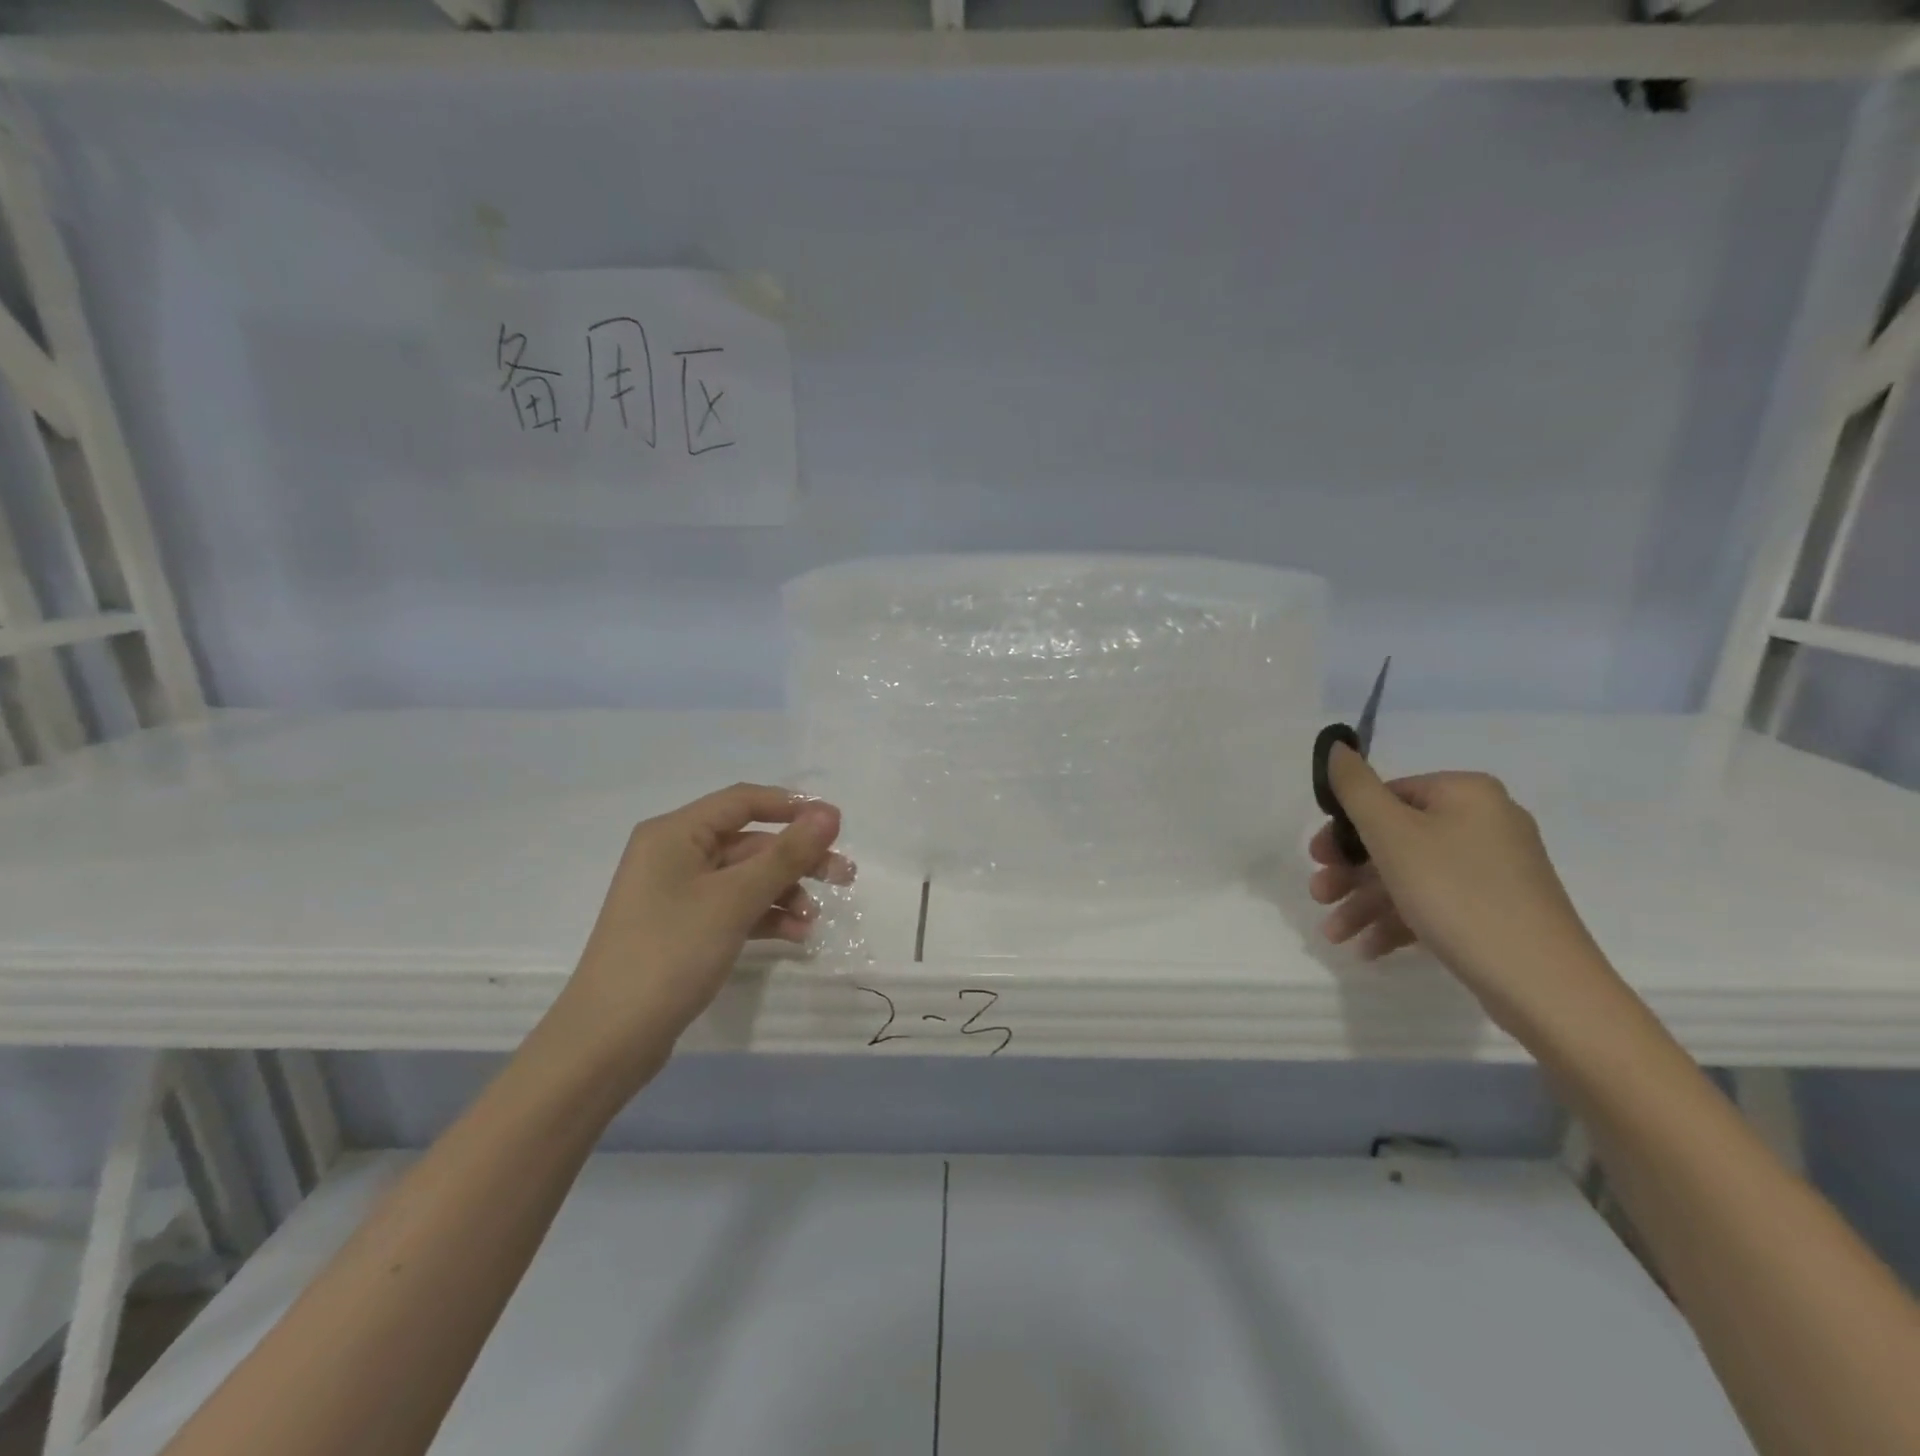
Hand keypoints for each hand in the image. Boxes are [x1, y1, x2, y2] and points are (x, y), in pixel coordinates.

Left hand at [555, 783, 848, 1066]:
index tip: (838, 825)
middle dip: (797, 859)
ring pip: (746, 878)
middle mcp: (674, 854)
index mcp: (675, 833)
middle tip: (844, 877)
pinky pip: (734, 908)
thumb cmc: (671, 953)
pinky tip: (796, 935)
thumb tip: (829, 814)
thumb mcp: (734, 900)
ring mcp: (678, 894)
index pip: (744, 801)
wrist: (609, 1040)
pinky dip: (765, 916)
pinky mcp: (684, 928)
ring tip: (815, 919)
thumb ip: (786, 855)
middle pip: (749, 842)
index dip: (793, 808)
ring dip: (785, 892)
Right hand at [1308, 744, 1616, 1034]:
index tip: (1317, 859)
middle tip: (1319, 895)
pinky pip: (1434, 902)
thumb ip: (1355, 787)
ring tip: (1334, 935)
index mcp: (1466, 793)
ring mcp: (1494, 868)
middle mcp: (1485, 821)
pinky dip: (1397, 921)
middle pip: (1395, 838)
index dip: (1346, 827)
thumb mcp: (1392, 834)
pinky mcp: (1496, 908)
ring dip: (1364, 903)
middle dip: (1350, 872)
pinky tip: (1367, 949)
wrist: (1542, 983)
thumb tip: (1336, 745)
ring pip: (1410, 875)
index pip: (1388, 795)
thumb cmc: (1457, 894)